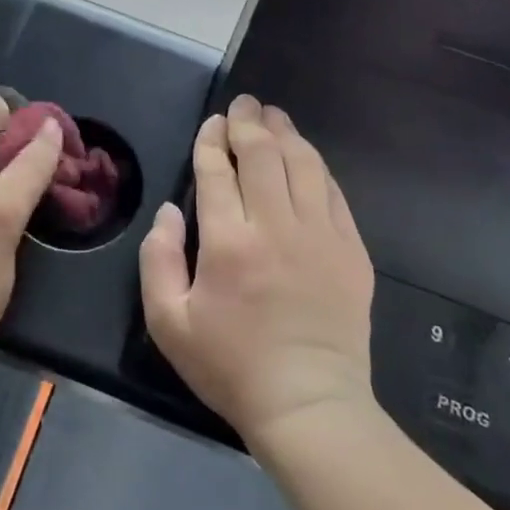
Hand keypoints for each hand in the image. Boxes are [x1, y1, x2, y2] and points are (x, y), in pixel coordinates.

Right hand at [140, 95, 376, 441]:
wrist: (308, 405)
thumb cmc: (230, 365)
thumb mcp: (168, 321)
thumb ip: (158, 258)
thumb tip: (170, 211)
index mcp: (228, 242)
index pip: (218, 171)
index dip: (212, 141)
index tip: (211, 124)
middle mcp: (276, 227)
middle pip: (264, 155)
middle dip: (249, 123)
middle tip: (243, 104)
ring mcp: (320, 236)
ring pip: (304, 165)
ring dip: (286, 134)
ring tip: (273, 116)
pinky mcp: (351, 250)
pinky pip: (333, 192)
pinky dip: (316, 166)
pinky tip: (306, 157)